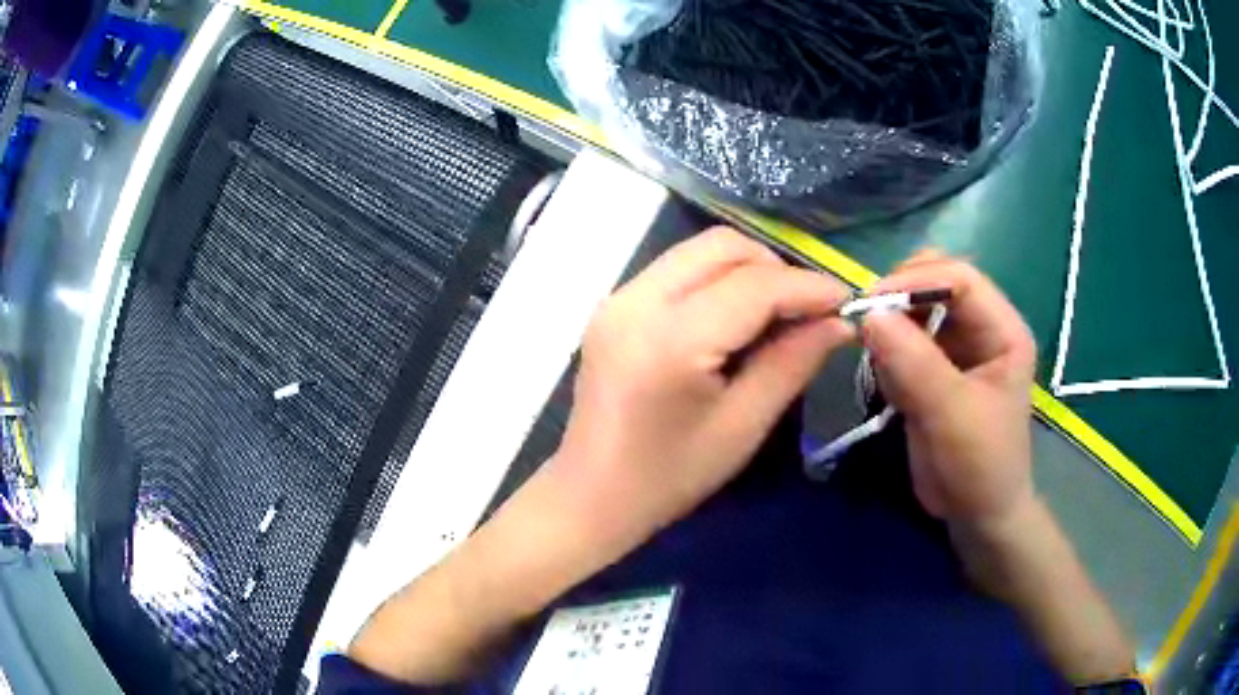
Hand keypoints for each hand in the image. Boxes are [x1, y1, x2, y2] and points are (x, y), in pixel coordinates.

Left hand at [552, 227, 853, 549]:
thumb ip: (793, 363)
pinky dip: (717, 280)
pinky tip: (736, 318)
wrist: (591, 495)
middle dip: (776, 269)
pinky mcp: (614, 305)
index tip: (847, 302)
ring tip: (777, 314)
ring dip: (747, 270)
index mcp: (670, 338)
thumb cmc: (669, 477)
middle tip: (808, 311)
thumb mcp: (742, 426)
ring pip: (699, 251)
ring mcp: (618, 297)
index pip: (753, 285)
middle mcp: (636, 300)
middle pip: (722, 247)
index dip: (808, 287)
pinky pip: (678, 270)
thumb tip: (839, 322)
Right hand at [861, 252, 1037, 530]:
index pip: (960, 278)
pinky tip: (892, 390)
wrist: (976, 515)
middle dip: (900, 298)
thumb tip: (868, 313)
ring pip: (914, 310)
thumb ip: (915, 363)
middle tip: (867, 323)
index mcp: (1002, 329)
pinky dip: (887, 356)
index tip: (871, 304)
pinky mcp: (933, 370)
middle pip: (935, 283)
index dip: (917, 280)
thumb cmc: (981, 466)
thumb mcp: (953, 415)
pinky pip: (902, 342)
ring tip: (883, 369)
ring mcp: (955, 349)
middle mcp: (980, 329)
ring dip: (890, 330)